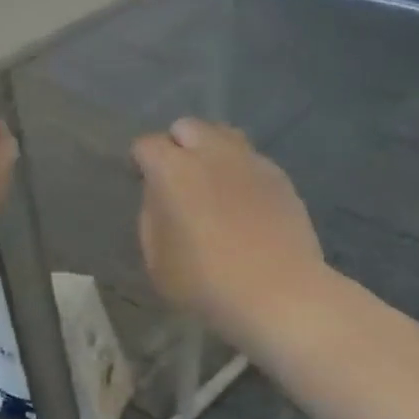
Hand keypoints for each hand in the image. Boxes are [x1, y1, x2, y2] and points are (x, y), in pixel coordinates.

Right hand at [133, 118, 325, 342]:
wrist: (278, 292)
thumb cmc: (205, 282)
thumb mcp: (156, 260)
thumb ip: (151, 217)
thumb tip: (159, 195)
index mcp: (173, 170)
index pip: (147, 145)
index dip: (140, 161)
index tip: (141, 180)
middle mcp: (212, 153)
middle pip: (187, 126)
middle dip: (176, 145)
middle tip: (176, 178)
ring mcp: (250, 161)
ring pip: (224, 134)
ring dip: (210, 150)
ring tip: (211, 181)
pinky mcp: (279, 176)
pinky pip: (251, 159)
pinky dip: (239, 170)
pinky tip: (242, 201)